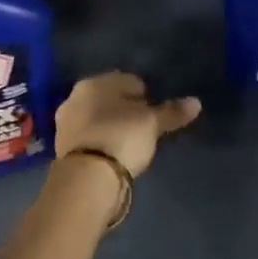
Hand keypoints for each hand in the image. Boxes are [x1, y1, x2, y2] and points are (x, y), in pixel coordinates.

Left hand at [54, 72, 200, 176]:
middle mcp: (75, 95)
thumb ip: (172, 112)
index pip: (128, 81)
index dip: (145, 96)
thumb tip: (196, 102)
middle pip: (109, 98)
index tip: (155, 113)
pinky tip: (112, 154)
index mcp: (96, 81)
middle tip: (142, 128)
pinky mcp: (61, 147)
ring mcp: (65, 122)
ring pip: (96, 117)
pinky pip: (88, 137)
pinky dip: (100, 142)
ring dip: (110, 125)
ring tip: (128, 143)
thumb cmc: (121, 137)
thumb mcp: (151, 124)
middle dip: (124, 109)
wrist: (86, 178)